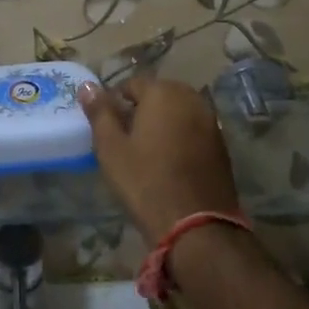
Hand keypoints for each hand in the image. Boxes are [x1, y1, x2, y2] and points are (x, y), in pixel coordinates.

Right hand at [79, 77, 240, 243]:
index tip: (107, 125)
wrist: (196, 225)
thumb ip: (100, 112)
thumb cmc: (145, 181)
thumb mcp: (111, 148)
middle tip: (126, 138)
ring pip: (178, 112)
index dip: (116, 102)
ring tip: (147, 150)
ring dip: (162, 123)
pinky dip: (180, 137)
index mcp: (162, 92)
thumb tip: (87, 86)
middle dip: (142, 110)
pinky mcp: (221, 144)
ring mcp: (210, 121)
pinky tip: (170, 162)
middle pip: (159, 94)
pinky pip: (193, 129)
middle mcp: (191, 98)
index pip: (132, 84)